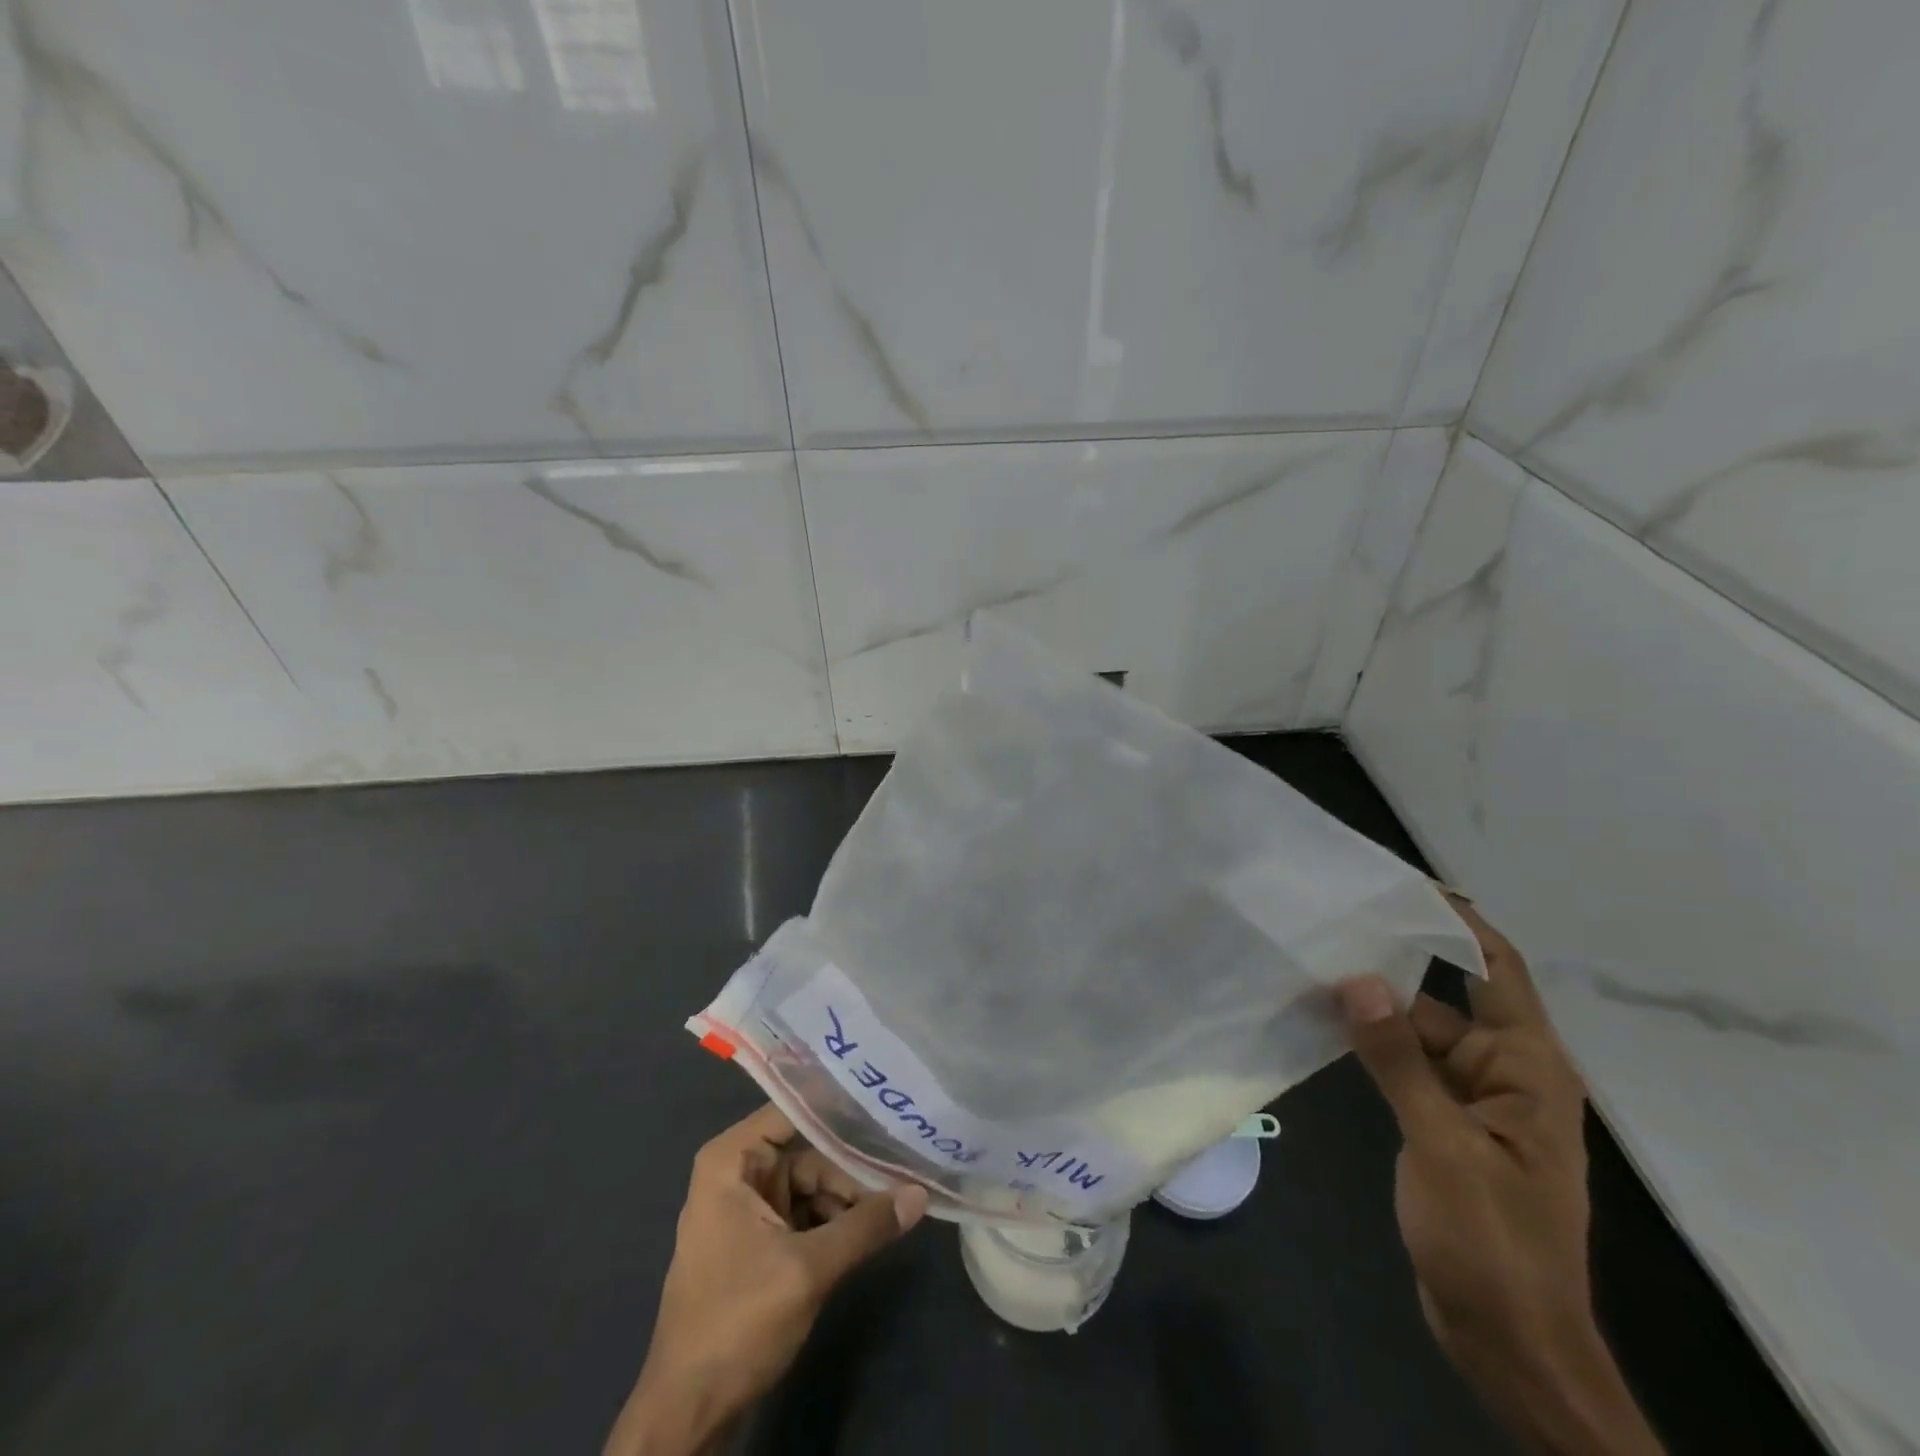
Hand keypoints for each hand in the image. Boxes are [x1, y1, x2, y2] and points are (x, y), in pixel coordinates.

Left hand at [604, 1105, 929, 1455]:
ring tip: (901, 1198)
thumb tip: (921, 1193)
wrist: (687, 1415)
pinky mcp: (761, 1243)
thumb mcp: (807, 1270)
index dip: (839, 1105)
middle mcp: (739, 1173)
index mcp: (732, 1160)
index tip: (886, 1100)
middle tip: (908, 1164)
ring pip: (813, 1186)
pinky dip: (837, 1222)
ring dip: (851, 1198)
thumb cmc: (736, 1323)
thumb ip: (866, 1226)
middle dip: (854, 1165)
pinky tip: (875, 1226)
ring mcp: (749, 1210)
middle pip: (809, 1152)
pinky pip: (807, 1215)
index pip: (793, 1109)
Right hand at [1340, 898, 1662, 1455]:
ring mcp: (1472, 1100)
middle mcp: (1504, 1071)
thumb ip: (1398, 1059)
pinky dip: (1369, 1045)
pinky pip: (1405, 1066)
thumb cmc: (1494, 1241)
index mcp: (1528, 1068)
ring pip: (1417, 1032)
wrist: (1509, 1340)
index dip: (1459, 922)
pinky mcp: (1443, 1124)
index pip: (1498, 969)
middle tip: (1325, 927)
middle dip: (1389, 966)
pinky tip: (1321, 1025)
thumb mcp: (1442, 1145)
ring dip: (1371, 1009)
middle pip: (1444, 997)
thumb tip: (1356, 979)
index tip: (1405, 884)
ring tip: (1307, 969)